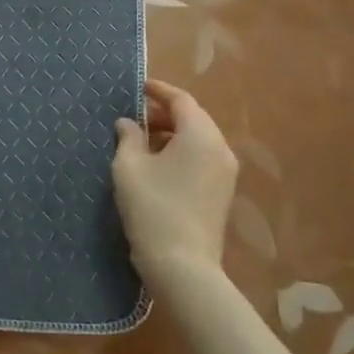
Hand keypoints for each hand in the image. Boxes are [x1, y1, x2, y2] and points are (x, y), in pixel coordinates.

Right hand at [112, 79, 237, 289]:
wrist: (183, 267)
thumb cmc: (153, 209)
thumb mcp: (129, 168)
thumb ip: (128, 138)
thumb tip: (128, 123)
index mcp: (201, 135)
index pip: (181, 100)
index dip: (158, 90)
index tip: (138, 86)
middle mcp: (220, 148)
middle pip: (193, 118)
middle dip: (163, 114)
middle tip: (133, 117)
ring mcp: (225, 173)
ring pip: (198, 140)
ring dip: (171, 135)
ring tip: (140, 141)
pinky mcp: (222, 194)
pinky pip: (202, 159)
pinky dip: (181, 153)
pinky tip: (156, 165)